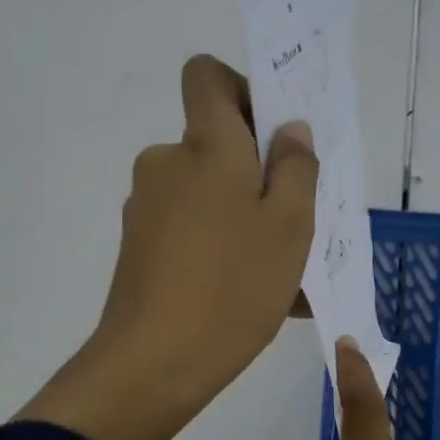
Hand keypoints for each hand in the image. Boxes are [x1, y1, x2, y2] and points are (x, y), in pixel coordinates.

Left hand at [16, 55, 317, 439]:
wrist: (154, 364)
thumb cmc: (234, 286)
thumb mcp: (290, 226)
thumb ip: (296, 168)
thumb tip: (290, 130)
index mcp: (206, 146)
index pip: (207, 76)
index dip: (243, 89)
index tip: (274, 135)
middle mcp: (168, 164)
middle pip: (217, 145)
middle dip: (259, 174)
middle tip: (299, 222)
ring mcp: (148, 209)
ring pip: (210, 197)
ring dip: (248, 221)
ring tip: (287, 277)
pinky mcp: (140, 249)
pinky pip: (194, 233)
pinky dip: (225, 250)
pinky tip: (256, 298)